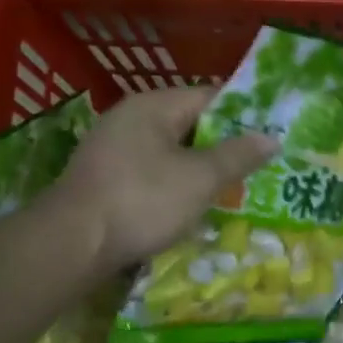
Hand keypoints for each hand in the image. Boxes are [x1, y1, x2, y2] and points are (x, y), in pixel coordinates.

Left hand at [49, 87, 276, 274]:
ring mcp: (112, 149)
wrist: (71, 246)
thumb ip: (238, 155)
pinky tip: (192, 205)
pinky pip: (152, 172)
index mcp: (153, 106)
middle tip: (258, 165)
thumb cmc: (142, 201)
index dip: (244, 114)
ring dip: (200, 168)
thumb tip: (271, 138)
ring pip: (171, 151)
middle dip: (224, 145)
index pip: (210, 96)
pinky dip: (175, 184)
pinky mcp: (104, 179)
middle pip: (191, 124)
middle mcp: (130, 118)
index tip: (271, 133)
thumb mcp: (201, 178)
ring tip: (233, 188)